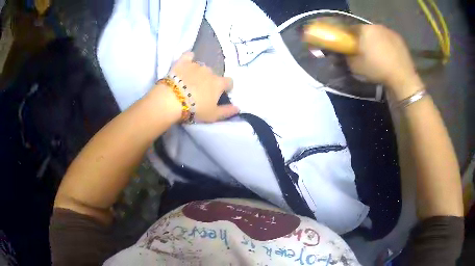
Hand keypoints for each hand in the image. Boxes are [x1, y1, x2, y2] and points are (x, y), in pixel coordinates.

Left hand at [152, 52, 238, 123]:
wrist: (172, 101)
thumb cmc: (195, 109)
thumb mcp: (213, 115)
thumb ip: (227, 111)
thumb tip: (238, 108)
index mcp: (218, 83)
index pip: (229, 82)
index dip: (227, 87)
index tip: (222, 93)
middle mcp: (209, 71)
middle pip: (213, 75)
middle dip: (209, 81)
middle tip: (201, 91)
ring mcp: (196, 65)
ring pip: (201, 67)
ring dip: (198, 72)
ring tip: (190, 81)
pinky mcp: (182, 62)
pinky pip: (188, 55)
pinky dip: (189, 58)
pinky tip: (187, 61)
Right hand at [347, 25, 421, 98]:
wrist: (402, 78)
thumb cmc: (378, 70)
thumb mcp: (356, 67)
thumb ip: (348, 57)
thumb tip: (346, 53)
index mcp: (364, 29)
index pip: (350, 29)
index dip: (349, 38)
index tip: (349, 47)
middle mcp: (376, 26)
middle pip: (366, 30)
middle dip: (363, 39)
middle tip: (364, 51)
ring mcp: (390, 31)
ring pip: (378, 34)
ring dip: (376, 41)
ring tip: (378, 54)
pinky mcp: (400, 39)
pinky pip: (389, 39)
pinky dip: (387, 45)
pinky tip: (388, 56)